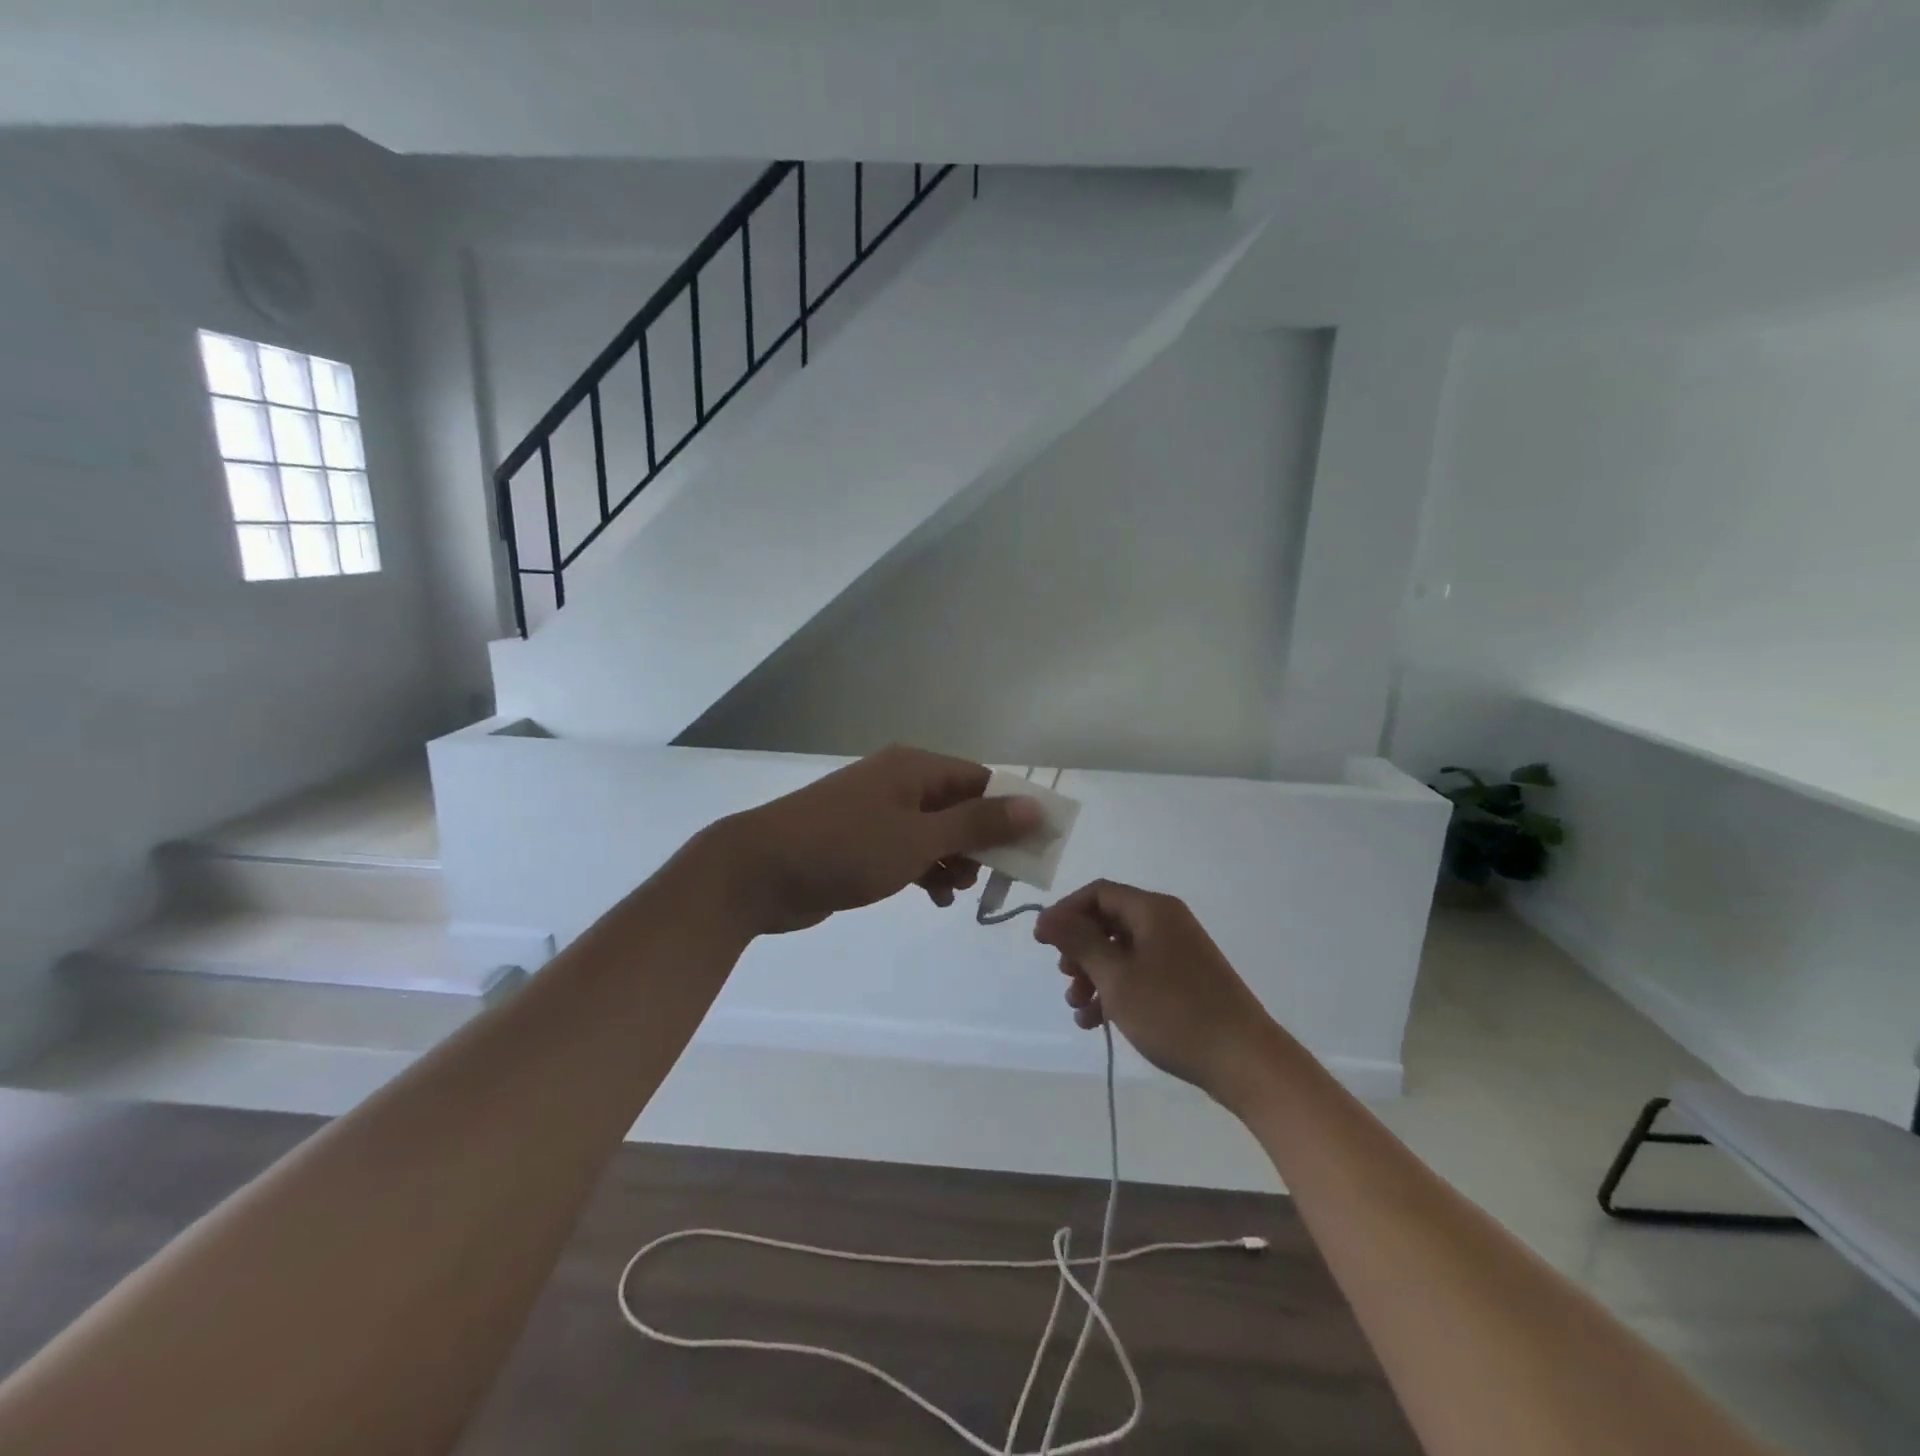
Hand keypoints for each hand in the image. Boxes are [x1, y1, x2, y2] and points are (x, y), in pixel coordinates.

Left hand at [697, 745, 1040, 936]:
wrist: (759, 872)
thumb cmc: (845, 848)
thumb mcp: (919, 838)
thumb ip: (978, 824)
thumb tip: (1034, 806)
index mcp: (915, 769)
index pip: (981, 781)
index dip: (1010, 812)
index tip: (1032, 850)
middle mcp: (900, 783)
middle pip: (960, 807)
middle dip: (981, 843)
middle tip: (993, 879)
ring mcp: (878, 813)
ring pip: (936, 832)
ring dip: (954, 861)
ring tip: (957, 892)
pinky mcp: (862, 842)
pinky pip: (909, 851)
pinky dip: (926, 871)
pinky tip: (932, 898)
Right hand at [1033, 880, 1276, 1102]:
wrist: (1245, 1061)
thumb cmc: (1174, 1012)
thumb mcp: (1116, 977)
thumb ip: (1079, 942)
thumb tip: (1048, 916)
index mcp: (1152, 910)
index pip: (1097, 893)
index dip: (1065, 912)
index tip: (1041, 942)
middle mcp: (1166, 922)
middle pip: (1107, 922)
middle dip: (1079, 950)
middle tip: (1065, 979)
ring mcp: (1178, 953)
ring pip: (1121, 952)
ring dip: (1093, 976)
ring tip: (1079, 1009)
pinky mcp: (1185, 981)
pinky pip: (1139, 973)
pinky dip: (1115, 991)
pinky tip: (1098, 1022)